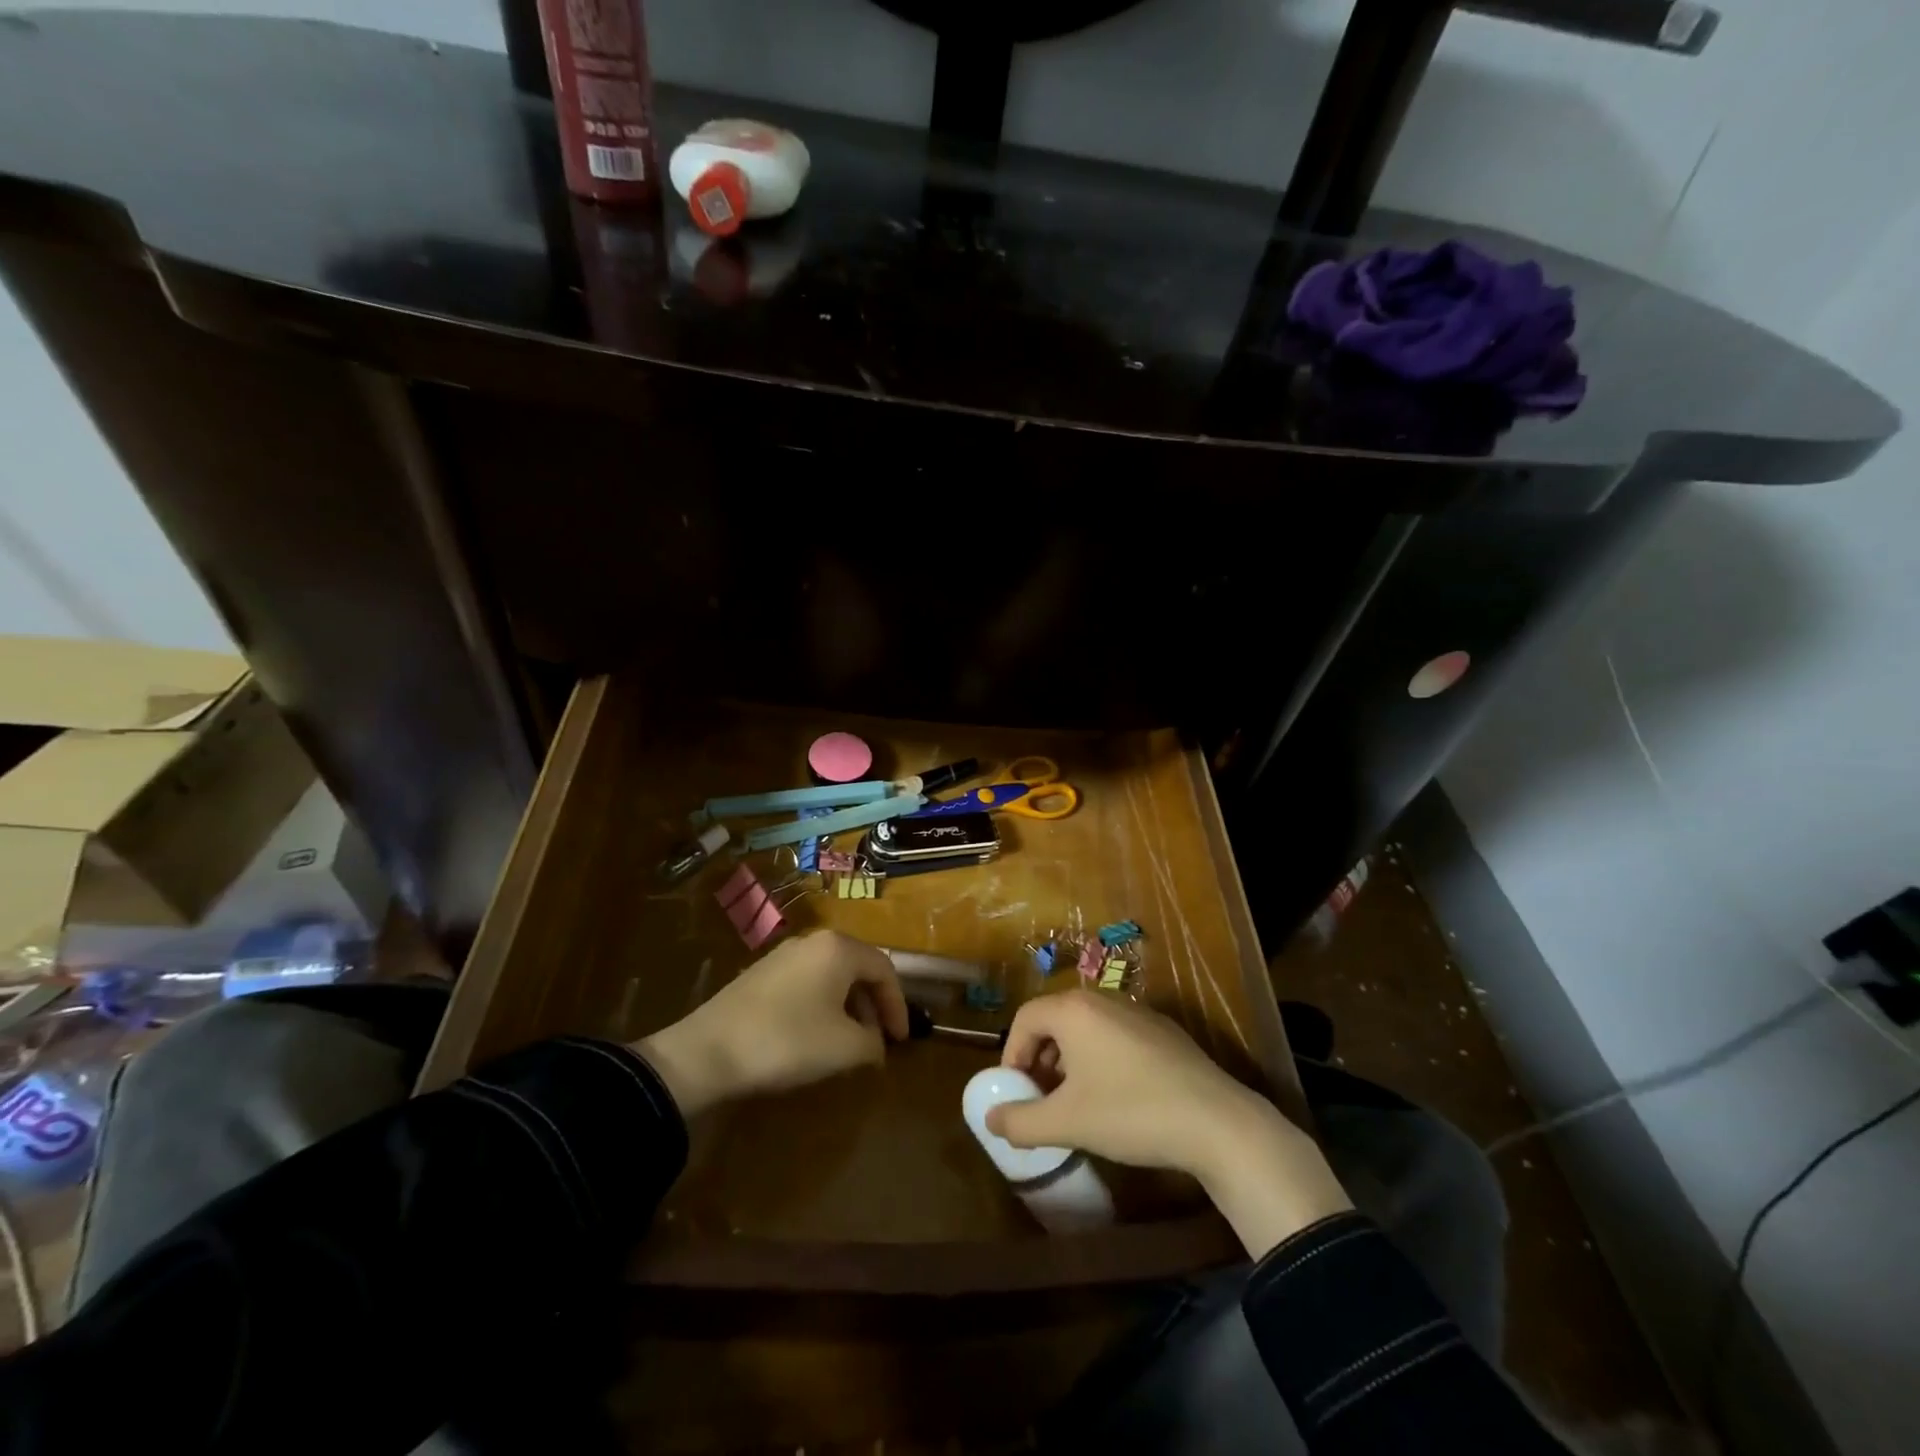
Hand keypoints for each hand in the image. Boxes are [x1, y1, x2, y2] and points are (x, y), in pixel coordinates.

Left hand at [632, 931, 908, 1116]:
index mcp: (839, 948)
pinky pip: (807, 983)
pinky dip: (823, 1006)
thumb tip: (876, 1044)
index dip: (899, 1006)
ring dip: (848, 1008)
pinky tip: (814, 1037)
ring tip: (849, 1043)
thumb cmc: (788, 1041)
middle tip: (878, 1041)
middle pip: (858, 969)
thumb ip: (873, 1043)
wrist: (707, 1052)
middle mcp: (813, 942)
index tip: (901, 1041)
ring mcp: (784, 955)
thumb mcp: (844, 1048)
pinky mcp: (761, 974)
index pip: (885, 969)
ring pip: (832, 976)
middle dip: (873, 1006)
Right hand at [986, 990, 1351, 1256]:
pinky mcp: (1163, 1029)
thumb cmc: (1130, 1113)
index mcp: (1074, 1010)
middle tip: (1040, 1097)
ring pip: (1086, 1028)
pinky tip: (1115, 1097)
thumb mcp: (1067, 1123)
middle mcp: (1102, 999)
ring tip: (1074, 1101)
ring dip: (1069, 1059)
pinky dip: (1100, 1058)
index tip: (1016, 1093)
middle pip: (1055, 1019)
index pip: (1025, 1018)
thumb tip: (990, 1120)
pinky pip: (1115, 1034)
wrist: (1215, 1122)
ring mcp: (1137, 1010)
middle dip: (1039, 1058)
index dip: (1012, 1055)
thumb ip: (1021, 1122)